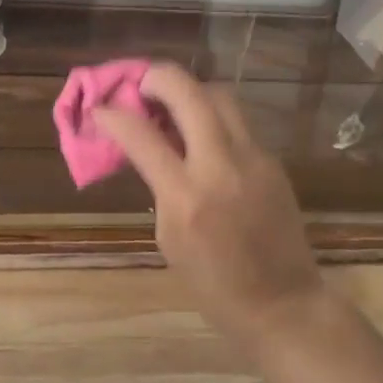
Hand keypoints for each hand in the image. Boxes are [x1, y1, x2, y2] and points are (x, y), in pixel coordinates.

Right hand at [94, 63, 324, 352]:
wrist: (283, 305)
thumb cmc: (214, 284)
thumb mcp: (168, 237)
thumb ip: (158, 184)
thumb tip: (145, 145)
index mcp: (186, 196)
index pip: (140, 134)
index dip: (112, 114)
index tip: (99, 109)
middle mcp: (221, 165)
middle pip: (188, 91)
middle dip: (156, 78)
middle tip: (139, 87)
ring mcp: (253, 158)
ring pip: (219, 94)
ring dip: (189, 90)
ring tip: (171, 105)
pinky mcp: (272, 160)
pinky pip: (237, 121)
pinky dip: (212, 116)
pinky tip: (201, 135)